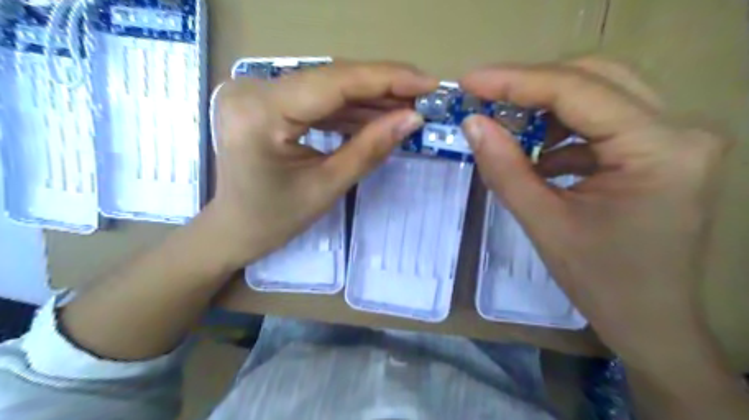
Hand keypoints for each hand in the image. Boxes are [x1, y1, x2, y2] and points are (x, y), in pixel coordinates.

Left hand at [207, 61, 437, 266]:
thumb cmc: (275, 218)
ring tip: (408, 107)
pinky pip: (315, 99)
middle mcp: (253, 89)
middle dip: (382, 87)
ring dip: (369, 98)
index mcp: (261, 112)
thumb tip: (413, 118)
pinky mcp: (265, 100)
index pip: (334, 82)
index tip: (428, 83)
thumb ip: (370, 148)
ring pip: (327, 87)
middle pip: (331, 78)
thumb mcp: (327, 186)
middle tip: (425, 95)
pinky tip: (378, 114)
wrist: (235, 228)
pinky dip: (348, 108)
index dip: (387, 79)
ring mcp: (257, 91)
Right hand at [463, 60, 732, 376]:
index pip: (578, 91)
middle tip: (485, 97)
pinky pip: (604, 123)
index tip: (468, 81)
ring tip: (508, 129)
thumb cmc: (601, 282)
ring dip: (547, 108)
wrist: (650, 322)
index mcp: (659, 149)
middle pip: (595, 78)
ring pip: (601, 94)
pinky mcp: (660, 152)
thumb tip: (472, 123)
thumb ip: (505, 169)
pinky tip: (539, 156)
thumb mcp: (544, 224)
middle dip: (532, 86)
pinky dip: (564, 132)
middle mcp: (679, 130)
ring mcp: (675, 139)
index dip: (515, 81)